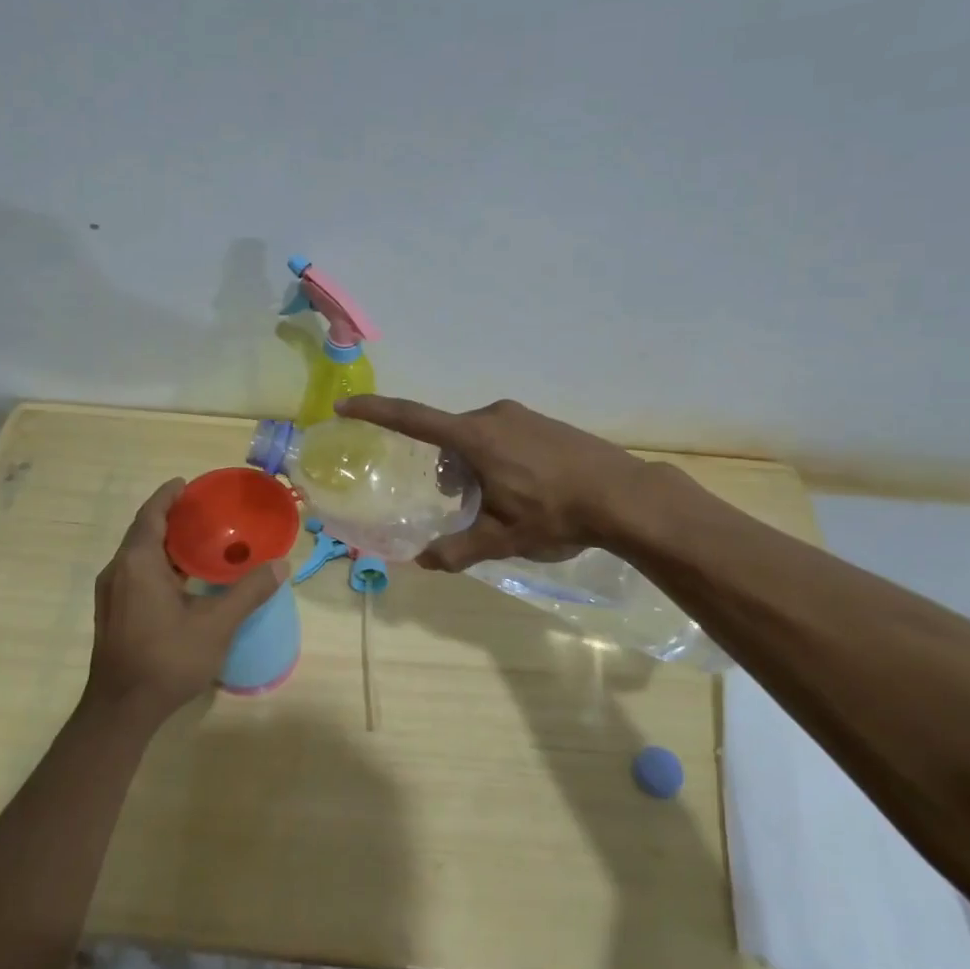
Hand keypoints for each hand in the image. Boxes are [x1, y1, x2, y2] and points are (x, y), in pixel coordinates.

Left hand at [85, 479, 288, 726]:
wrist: (121, 710)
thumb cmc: (167, 659)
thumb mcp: (216, 624)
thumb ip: (248, 592)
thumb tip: (280, 566)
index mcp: (138, 563)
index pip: (151, 514)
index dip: (169, 496)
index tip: (188, 484)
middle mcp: (118, 571)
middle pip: (144, 531)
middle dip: (171, 517)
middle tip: (205, 511)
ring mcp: (111, 594)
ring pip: (139, 555)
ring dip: (165, 543)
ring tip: (200, 540)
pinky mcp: (113, 613)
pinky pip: (136, 573)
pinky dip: (159, 564)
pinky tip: (184, 578)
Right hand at [338, 396, 649, 570]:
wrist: (625, 496)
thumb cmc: (554, 514)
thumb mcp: (501, 539)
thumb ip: (458, 549)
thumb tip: (423, 563)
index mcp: (474, 438)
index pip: (411, 419)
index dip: (374, 411)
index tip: (344, 405)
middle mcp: (493, 416)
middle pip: (448, 438)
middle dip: (445, 470)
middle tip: (463, 506)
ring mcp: (522, 415)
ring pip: (477, 438)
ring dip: (472, 467)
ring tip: (499, 504)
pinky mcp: (544, 422)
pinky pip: (503, 435)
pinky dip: (496, 459)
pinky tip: (525, 490)